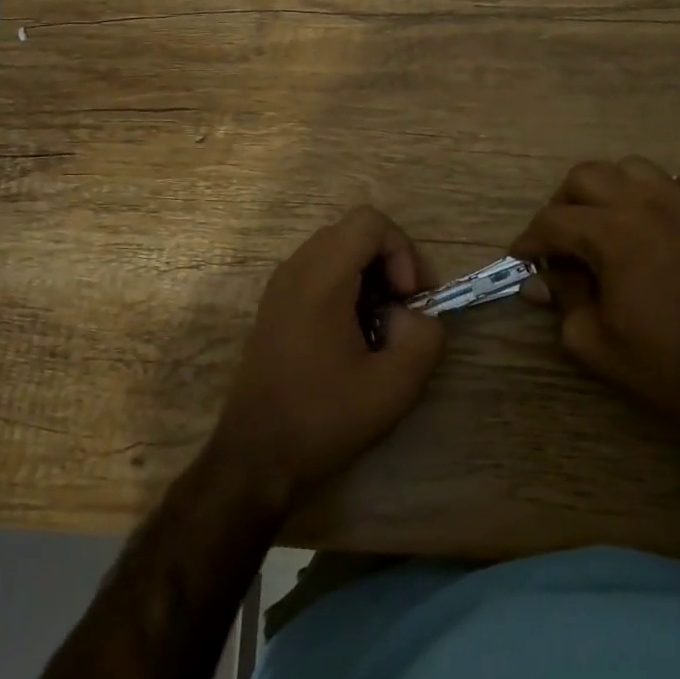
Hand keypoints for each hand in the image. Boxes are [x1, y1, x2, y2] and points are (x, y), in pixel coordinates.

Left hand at [208, 206, 446, 509]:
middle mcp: (296, 269)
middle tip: (404, 310)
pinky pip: (320, 272)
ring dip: (370, 276)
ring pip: (338, 250)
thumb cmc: (322, 417)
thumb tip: (415, 316)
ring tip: (382, 324)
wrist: (254, 456)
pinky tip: (354, 335)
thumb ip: (425, 337)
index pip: (370, 222)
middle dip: (391, 262)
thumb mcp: (394, 386)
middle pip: (354, 231)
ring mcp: (280, 286)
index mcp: (320, 277)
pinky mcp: (276, 306)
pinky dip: (347, 288)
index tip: (408, 299)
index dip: (402, 251)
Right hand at [512, 158, 679, 440]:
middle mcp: (648, 205)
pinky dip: (673, 188)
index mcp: (612, 235)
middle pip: (586, 176)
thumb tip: (537, 279)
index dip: (529, 240)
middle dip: (563, 205)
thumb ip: (561, 298)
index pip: (552, 221)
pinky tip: (667, 215)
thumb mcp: (591, 340)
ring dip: (612, 190)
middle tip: (563, 240)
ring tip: (612, 222)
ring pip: (634, 167)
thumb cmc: (660, 365)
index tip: (522, 257)